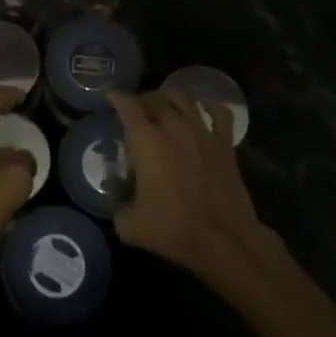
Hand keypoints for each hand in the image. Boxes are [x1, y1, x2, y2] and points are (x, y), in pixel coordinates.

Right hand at [111, 88, 272, 288]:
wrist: (223, 240)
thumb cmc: (173, 229)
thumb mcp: (130, 225)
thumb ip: (117, 205)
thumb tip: (115, 196)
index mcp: (146, 141)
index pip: (127, 107)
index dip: (116, 98)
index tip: (110, 95)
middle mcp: (173, 127)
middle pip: (155, 98)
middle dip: (142, 99)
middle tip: (136, 109)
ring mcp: (202, 132)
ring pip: (184, 98)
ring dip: (170, 97)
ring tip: (165, 105)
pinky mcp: (225, 144)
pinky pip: (220, 113)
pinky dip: (210, 106)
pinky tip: (204, 110)